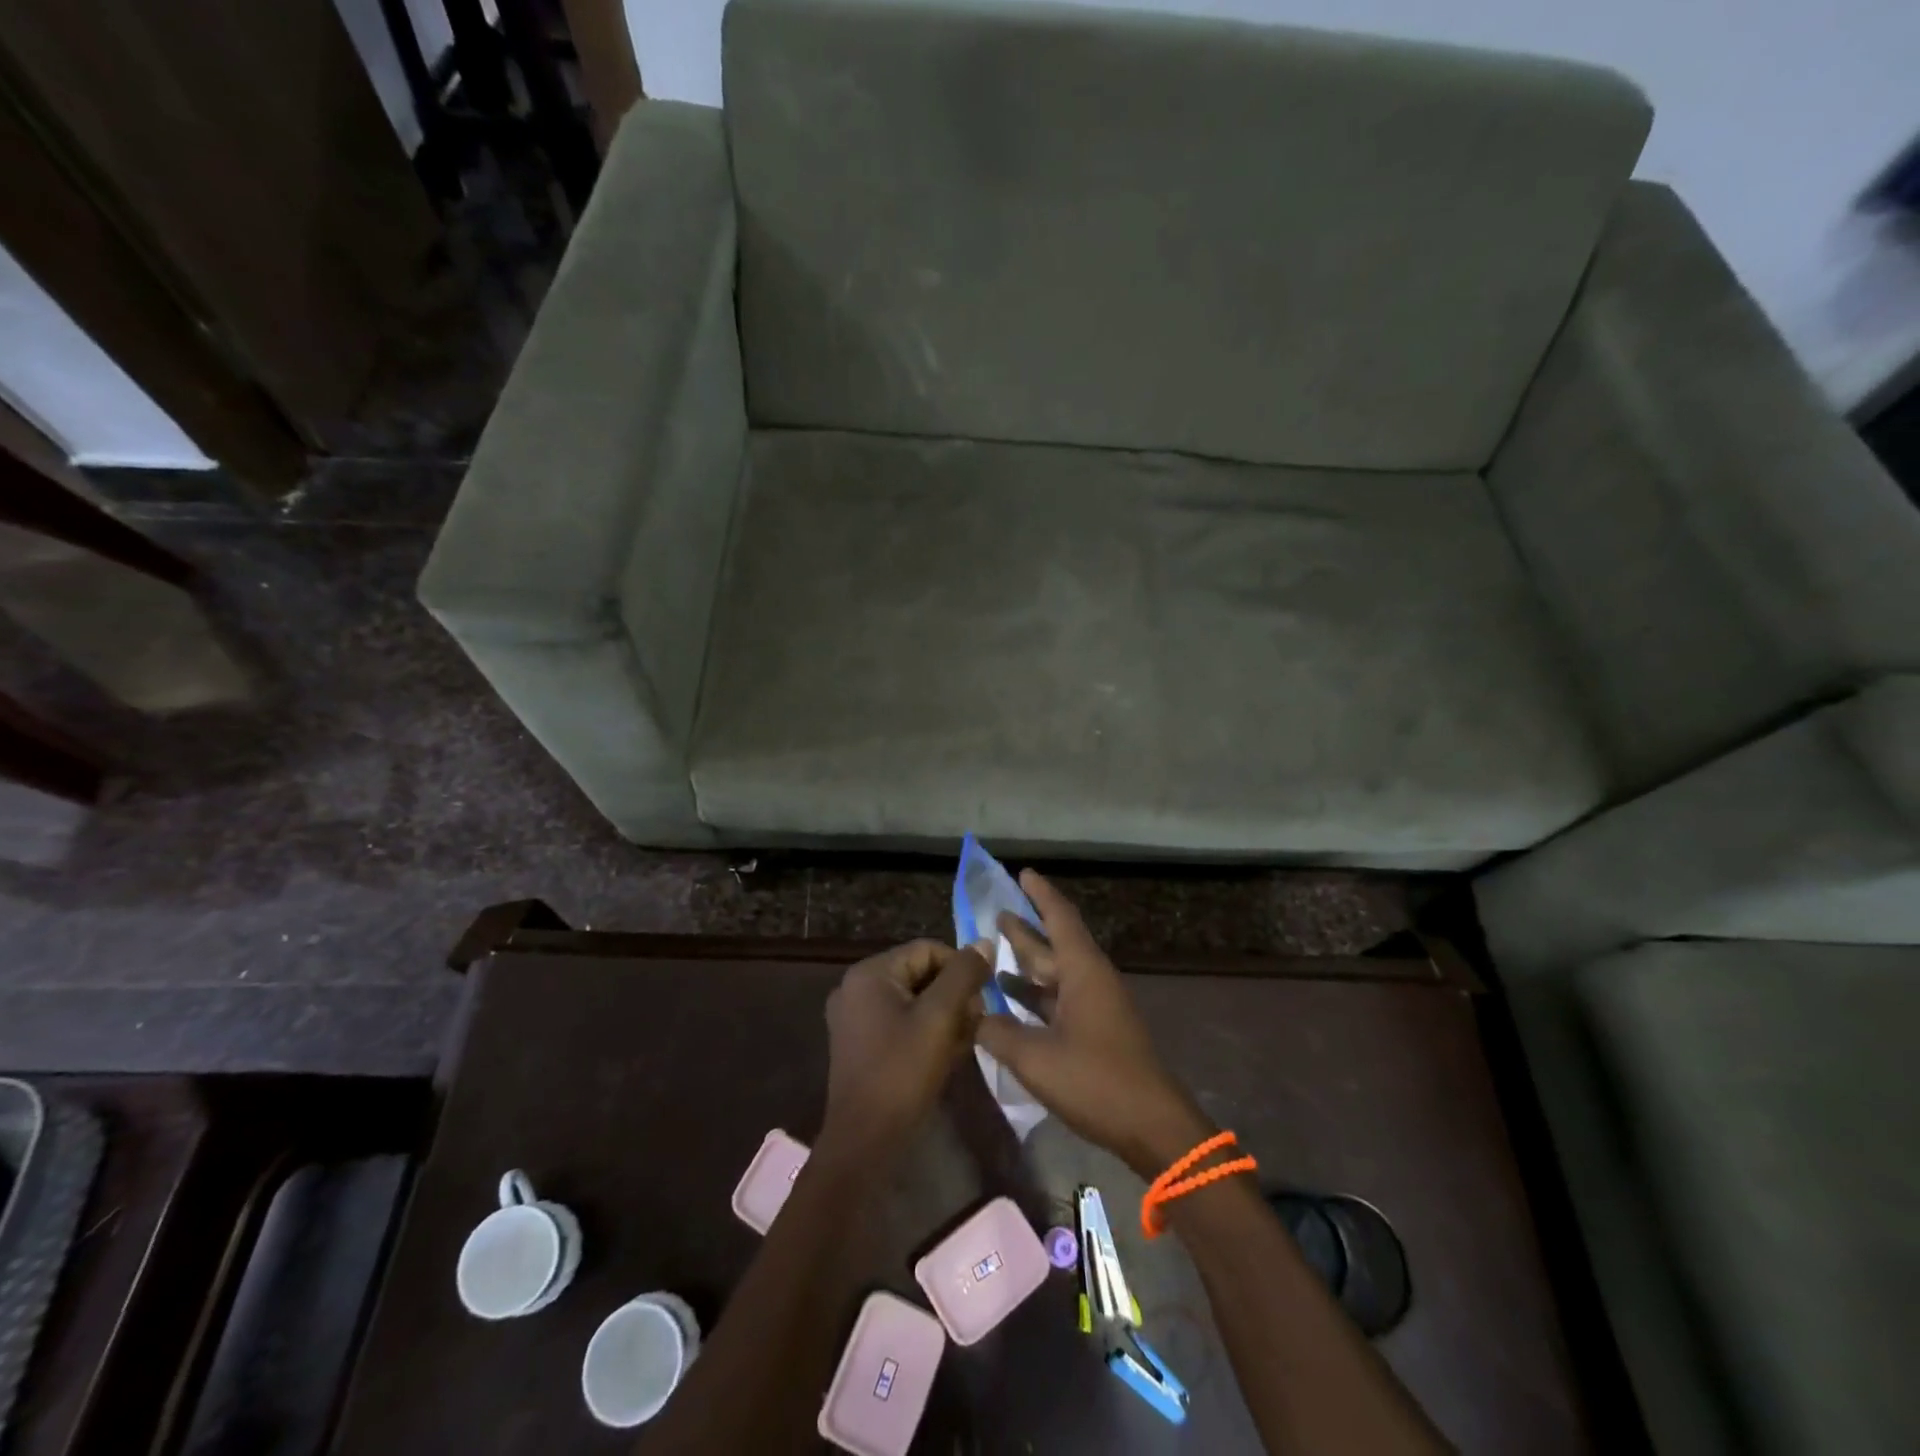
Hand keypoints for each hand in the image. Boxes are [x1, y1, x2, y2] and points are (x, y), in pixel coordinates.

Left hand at [821, 939, 992, 1159]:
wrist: (865, 1142)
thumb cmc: (902, 1072)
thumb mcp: (940, 1017)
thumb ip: (963, 975)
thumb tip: (984, 943)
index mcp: (870, 973)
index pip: (928, 950)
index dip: (961, 969)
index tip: (983, 998)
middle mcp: (857, 988)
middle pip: (920, 974)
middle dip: (954, 995)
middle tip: (976, 1023)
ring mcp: (855, 1018)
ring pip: (914, 1000)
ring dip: (945, 1016)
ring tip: (966, 1041)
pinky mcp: (861, 1044)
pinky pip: (902, 1022)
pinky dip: (927, 1032)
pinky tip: (948, 1055)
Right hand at [975, 871, 1213, 1177]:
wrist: (1152, 1127)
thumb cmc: (1096, 1080)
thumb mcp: (1036, 1057)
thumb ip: (998, 1031)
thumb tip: (970, 1014)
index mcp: (1083, 971)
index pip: (1060, 918)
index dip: (1041, 894)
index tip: (1023, 872)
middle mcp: (1091, 980)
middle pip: (1055, 943)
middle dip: (1026, 928)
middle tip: (995, 912)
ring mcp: (1096, 1007)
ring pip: (1056, 973)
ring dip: (1027, 963)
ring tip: (994, 952)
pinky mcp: (1096, 1032)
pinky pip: (1059, 999)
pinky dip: (1034, 995)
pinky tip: (1010, 1001)